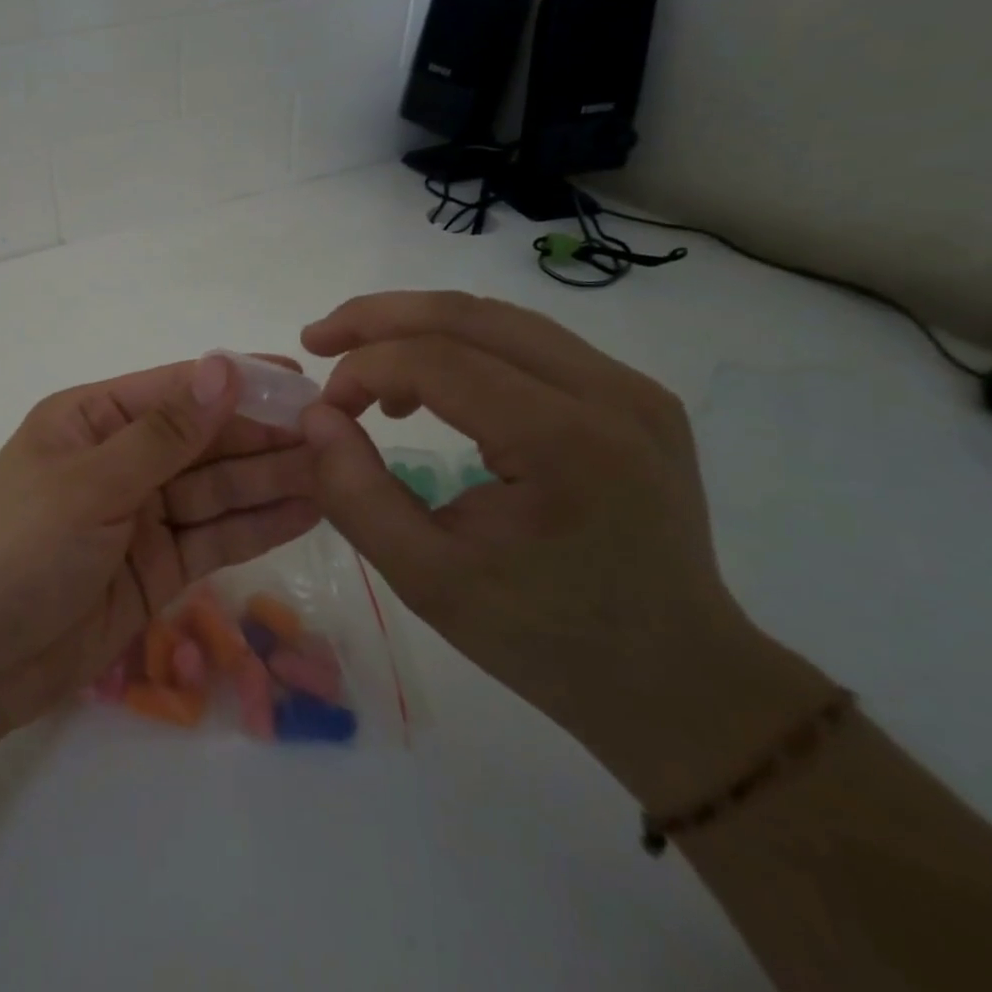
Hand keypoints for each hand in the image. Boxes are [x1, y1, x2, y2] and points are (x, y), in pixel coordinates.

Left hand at [0, 353, 320, 737]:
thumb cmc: (17, 549)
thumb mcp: (89, 483)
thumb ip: (163, 434)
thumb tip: (223, 367)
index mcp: (91, 419)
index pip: (176, 390)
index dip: (237, 382)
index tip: (302, 378)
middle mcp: (120, 460)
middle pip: (203, 440)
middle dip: (264, 435)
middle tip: (335, 431)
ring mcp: (140, 516)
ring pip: (216, 489)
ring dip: (271, 478)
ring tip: (337, 469)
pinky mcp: (157, 568)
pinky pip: (214, 537)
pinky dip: (257, 525)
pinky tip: (308, 510)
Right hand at [299, 292, 831, 807]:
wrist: (676, 676)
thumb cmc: (544, 637)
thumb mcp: (425, 578)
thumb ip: (355, 492)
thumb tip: (315, 416)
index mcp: (565, 443)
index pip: (437, 360)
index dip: (362, 368)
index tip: (324, 409)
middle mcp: (610, 394)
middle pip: (469, 315)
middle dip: (378, 318)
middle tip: (318, 338)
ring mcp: (632, 389)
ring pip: (498, 318)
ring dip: (417, 327)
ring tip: (363, 361)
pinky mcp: (635, 396)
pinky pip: (529, 343)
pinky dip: (462, 347)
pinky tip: (430, 383)